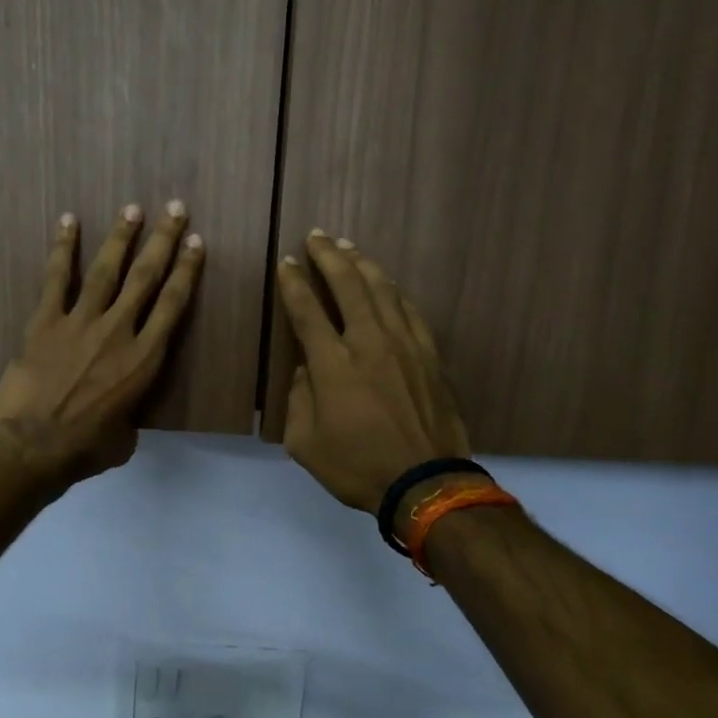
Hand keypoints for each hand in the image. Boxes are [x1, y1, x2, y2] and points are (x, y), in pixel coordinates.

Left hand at [0, 201, 203, 491]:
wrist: (32, 446)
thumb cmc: (85, 449)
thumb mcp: (125, 438)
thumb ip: (130, 414)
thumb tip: (121, 413)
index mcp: (145, 361)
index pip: (173, 305)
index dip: (187, 271)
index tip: (196, 243)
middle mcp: (119, 332)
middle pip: (146, 277)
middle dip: (163, 240)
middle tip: (174, 208)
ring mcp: (80, 322)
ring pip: (106, 270)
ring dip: (121, 237)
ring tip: (132, 208)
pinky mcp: (45, 322)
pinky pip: (56, 278)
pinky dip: (63, 248)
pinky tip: (69, 221)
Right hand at [275, 231, 471, 516]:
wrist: (425, 481)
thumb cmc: (358, 467)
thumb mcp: (306, 444)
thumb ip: (299, 400)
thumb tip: (307, 370)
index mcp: (333, 365)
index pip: (307, 311)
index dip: (295, 284)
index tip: (287, 263)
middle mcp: (369, 342)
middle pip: (348, 285)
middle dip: (329, 256)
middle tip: (317, 236)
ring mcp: (405, 345)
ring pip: (382, 290)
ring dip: (362, 264)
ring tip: (347, 247)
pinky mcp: (430, 355)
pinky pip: (410, 310)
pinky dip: (393, 291)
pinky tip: (386, 284)